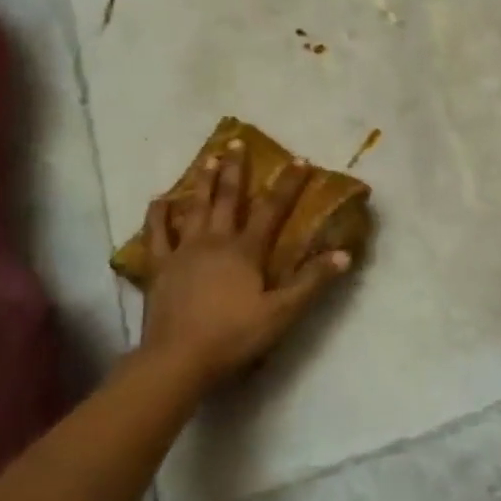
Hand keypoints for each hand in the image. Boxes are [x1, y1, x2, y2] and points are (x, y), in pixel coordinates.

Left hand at [138, 139, 353, 389]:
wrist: (178, 358)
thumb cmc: (233, 336)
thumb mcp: (281, 313)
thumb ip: (311, 282)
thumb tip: (344, 254)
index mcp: (245, 251)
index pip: (271, 210)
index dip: (288, 185)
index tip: (300, 160)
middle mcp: (214, 241)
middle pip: (227, 198)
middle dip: (235, 169)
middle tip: (236, 142)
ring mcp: (183, 251)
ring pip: (194, 207)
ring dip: (202, 181)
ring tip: (207, 158)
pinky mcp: (159, 266)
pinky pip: (157, 234)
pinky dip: (158, 215)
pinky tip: (159, 200)